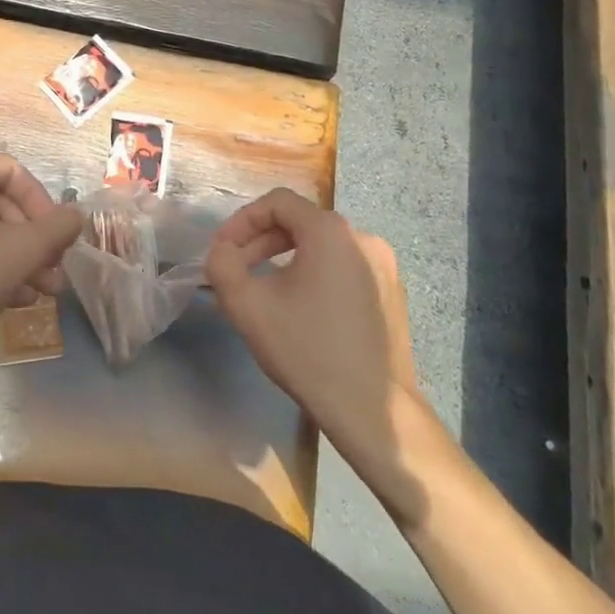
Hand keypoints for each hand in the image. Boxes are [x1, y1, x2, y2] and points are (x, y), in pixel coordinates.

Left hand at [0, 154, 82, 373]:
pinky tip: (15, 299)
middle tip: (55, 270)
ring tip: (44, 291)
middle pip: (1, 203)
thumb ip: (56, 229)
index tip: (58, 237)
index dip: (44, 203)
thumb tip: (77, 215)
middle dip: (34, 239)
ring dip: (19, 258)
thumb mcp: (20, 252)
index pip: (15, 171)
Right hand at [206, 190, 430, 469]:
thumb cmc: (307, 351)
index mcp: (330, 231)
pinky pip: (344, 268)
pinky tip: (301, 310)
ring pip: (322, 247)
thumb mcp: (247, 306)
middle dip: (261, 242)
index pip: (277, 202)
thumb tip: (222, 251)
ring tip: (264, 291)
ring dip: (286, 259)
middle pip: (301, 222)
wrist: (373, 411)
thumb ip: (222, 265)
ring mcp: (384, 266)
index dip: (242, 221)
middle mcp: (363, 238)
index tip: (223, 251)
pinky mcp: (392, 293)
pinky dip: (315, 276)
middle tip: (237, 271)